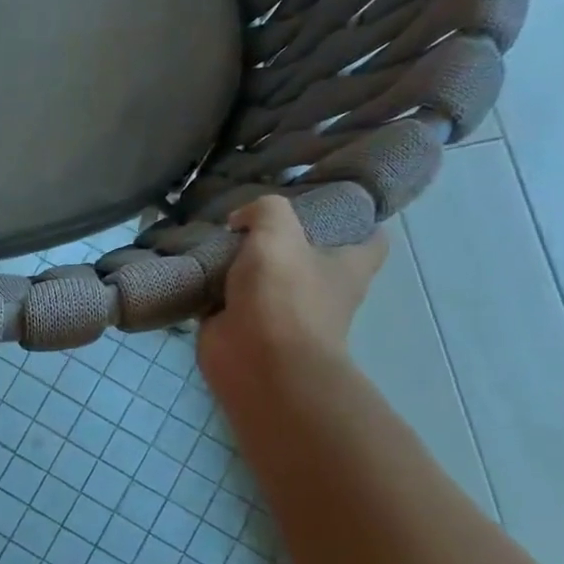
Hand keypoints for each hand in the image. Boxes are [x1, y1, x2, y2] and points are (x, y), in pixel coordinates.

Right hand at [197, 195, 385, 402]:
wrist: (256, 362)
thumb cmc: (283, 296)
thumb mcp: (278, 234)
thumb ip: (264, 211)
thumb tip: (241, 220)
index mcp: (347, 267)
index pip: (371, 238)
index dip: (356, 219)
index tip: (327, 202)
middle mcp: (319, 290)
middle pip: (308, 255)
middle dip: (284, 238)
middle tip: (252, 215)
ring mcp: (280, 311)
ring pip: (263, 277)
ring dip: (241, 263)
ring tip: (214, 237)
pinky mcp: (243, 327)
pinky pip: (226, 300)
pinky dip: (211, 287)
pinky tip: (193, 267)